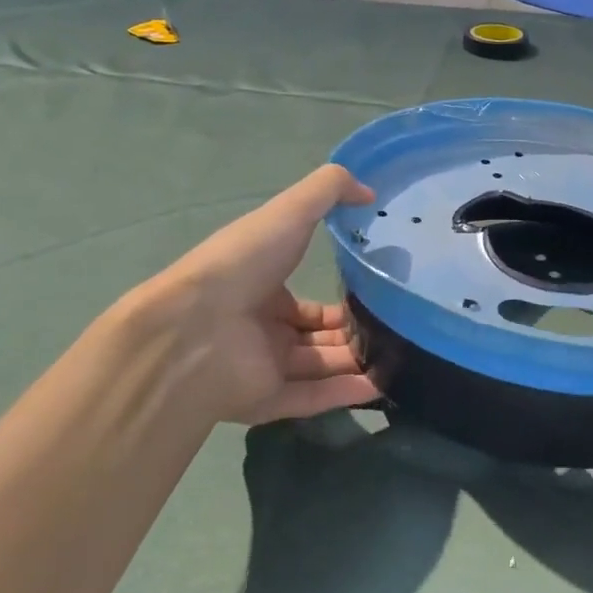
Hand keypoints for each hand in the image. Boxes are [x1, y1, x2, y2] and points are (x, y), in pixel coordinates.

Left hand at [111, 165, 381, 424]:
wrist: (193, 328)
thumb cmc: (242, 264)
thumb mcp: (288, 212)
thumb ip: (328, 191)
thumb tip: (370, 192)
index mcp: (261, 289)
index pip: (306, 303)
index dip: (339, 301)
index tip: (374, 299)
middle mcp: (262, 329)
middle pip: (316, 337)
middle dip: (352, 335)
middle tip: (393, 330)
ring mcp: (263, 367)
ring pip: (319, 368)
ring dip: (355, 363)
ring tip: (398, 357)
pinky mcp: (266, 401)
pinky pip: (312, 399)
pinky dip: (344, 394)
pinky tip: (379, 388)